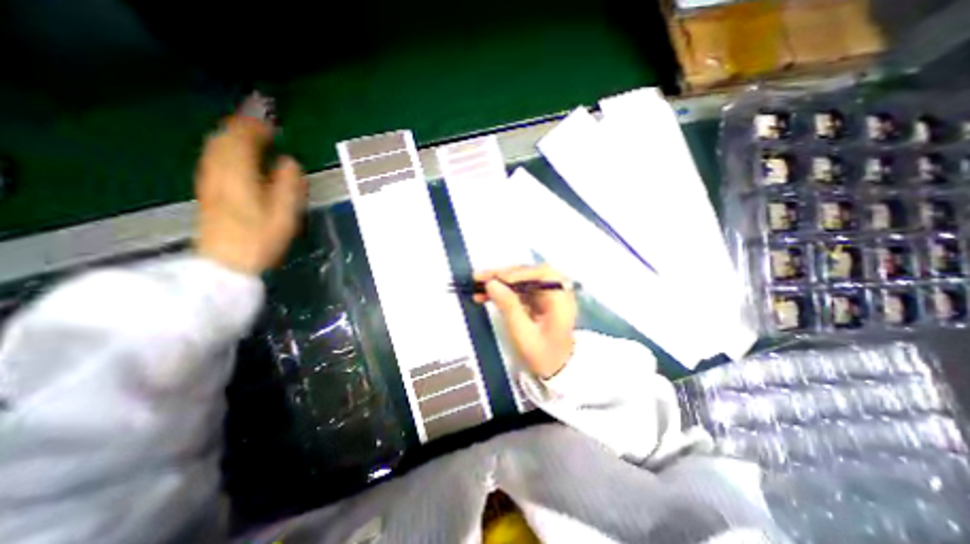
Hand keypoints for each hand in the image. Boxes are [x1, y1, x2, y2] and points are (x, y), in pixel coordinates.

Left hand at [195, 115, 304, 275]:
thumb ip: (288, 185)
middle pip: (224, 139)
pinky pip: (213, 160)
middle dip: (241, 127)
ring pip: (215, 148)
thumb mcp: (284, 215)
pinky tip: (236, 156)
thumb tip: (290, 162)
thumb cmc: (259, 240)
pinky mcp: (208, 191)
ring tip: (250, 134)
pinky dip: (225, 150)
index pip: (242, 141)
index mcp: (240, 176)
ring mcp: (209, 182)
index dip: (256, 127)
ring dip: (231, 136)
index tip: (271, 123)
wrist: (225, 264)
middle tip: (261, 123)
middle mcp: (219, 173)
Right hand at [476, 263, 572, 377]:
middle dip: (503, 275)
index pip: (544, 274)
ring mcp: (546, 296)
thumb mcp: (524, 334)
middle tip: (480, 277)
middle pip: (529, 274)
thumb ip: (509, 307)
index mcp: (560, 300)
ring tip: (477, 285)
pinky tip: (484, 295)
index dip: (520, 272)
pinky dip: (502, 292)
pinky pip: (518, 291)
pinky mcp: (536, 301)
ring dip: (499, 282)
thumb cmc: (543, 355)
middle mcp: (555, 293)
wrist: (555, 371)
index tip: (499, 278)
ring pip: (520, 281)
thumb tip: (491, 283)